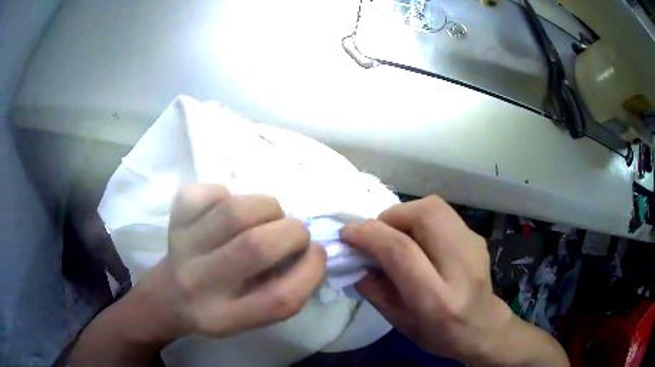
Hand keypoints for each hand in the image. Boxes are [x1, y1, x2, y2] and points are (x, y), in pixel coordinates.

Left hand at [143, 184, 326, 338]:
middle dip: (293, 232)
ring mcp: (182, 246)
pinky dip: (227, 194)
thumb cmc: (218, 309)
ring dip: (268, 207)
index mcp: (225, 317)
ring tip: (268, 216)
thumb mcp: (252, 318)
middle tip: (294, 233)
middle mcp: (199, 283)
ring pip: (235, 211)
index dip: (310, 271)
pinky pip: (207, 193)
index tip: (317, 254)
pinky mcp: (173, 219)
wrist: (169, 296)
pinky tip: (227, 209)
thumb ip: (283, 291)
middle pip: (256, 247)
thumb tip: (308, 250)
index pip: (279, 299)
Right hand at [341, 196, 567, 365]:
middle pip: (424, 215)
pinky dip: (420, 218)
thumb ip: (375, 291)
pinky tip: (418, 240)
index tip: (347, 233)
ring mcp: (474, 247)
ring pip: (435, 207)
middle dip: (390, 217)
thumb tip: (356, 260)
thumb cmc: (440, 335)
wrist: (483, 327)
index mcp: (438, 299)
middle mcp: (461, 267)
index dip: (369, 234)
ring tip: (395, 235)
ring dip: (405, 214)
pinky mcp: (477, 238)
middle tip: (376, 235)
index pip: (401, 251)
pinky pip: (443, 214)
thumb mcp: (401, 324)